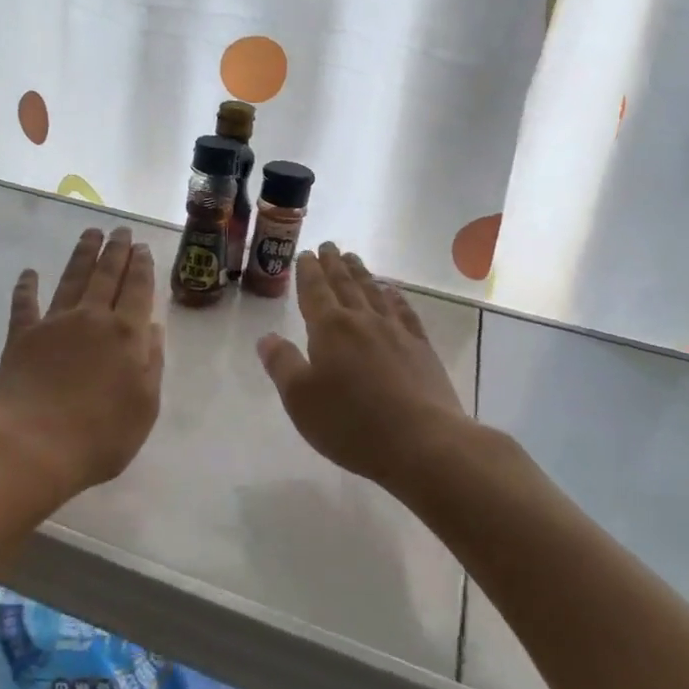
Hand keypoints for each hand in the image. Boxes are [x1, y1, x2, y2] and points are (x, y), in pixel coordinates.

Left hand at [0, 226, 163, 500]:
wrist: (34, 447)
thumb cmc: (100, 436)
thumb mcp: (145, 407)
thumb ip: (152, 364)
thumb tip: (153, 328)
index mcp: (126, 335)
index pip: (138, 290)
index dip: (141, 267)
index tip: (142, 247)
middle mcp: (92, 318)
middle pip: (107, 275)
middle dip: (116, 250)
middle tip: (120, 230)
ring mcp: (54, 323)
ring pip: (72, 278)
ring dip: (82, 254)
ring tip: (91, 233)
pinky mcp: (21, 336)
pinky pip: (25, 303)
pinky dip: (27, 286)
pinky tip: (29, 273)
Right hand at [257, 243, 471, 488]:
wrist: (422, 442)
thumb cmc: (351, 423)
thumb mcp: (300, 399)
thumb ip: (281, 364)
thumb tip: (266, 338)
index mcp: (329, 329)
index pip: (315, 290)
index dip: (308, 271)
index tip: (306, 254)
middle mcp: (362, 321)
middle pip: (345, 284)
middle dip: (334, 264)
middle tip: (329, 246)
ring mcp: (396, 332)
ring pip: (374, 292)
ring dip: (361, 274)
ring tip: (353, 259)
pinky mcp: (421, 348)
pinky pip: (404, 311)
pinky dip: (394, 297)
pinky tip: (392, 292)